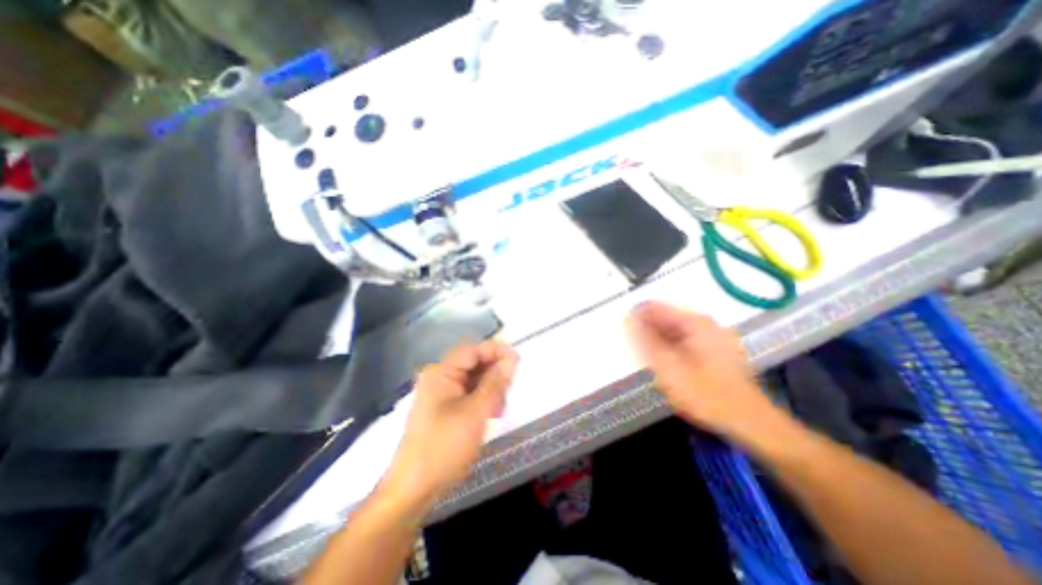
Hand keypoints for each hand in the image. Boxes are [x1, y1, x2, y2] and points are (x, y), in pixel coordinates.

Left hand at [380, 341, 516, 509]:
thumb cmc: (445, 446)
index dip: (496, 351)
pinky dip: (483, 400)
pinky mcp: (445, 408)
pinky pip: (469, 394)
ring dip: (490, 390)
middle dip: (494, 375)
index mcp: (442, 372)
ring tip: (499, 409)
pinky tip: (491, 414)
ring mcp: (441, 394)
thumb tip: (511, 359)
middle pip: (474, 364)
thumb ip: (495, 382)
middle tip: (509, 391)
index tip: (518, 361)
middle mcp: (440, 377)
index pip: (473, 350)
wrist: (414, 490)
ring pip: (474, 380)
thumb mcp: (476, 412)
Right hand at [626, 302, 781, 443]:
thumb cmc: (705, 394)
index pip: (656, 307)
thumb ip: (645, 341)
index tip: (624, 330)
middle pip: (666, 318)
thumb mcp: (668, 368)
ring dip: (659, 341)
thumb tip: (628, 319)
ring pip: (676, 330)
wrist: (749, 421)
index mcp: (694, 323)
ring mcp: (714, 336)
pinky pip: (686, 340)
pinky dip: (672, 348)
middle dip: (648, 331)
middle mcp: (705, 324)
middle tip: (636, 350)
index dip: (637, 316)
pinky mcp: (718, 349)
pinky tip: (668, 364)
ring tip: (650, 359)